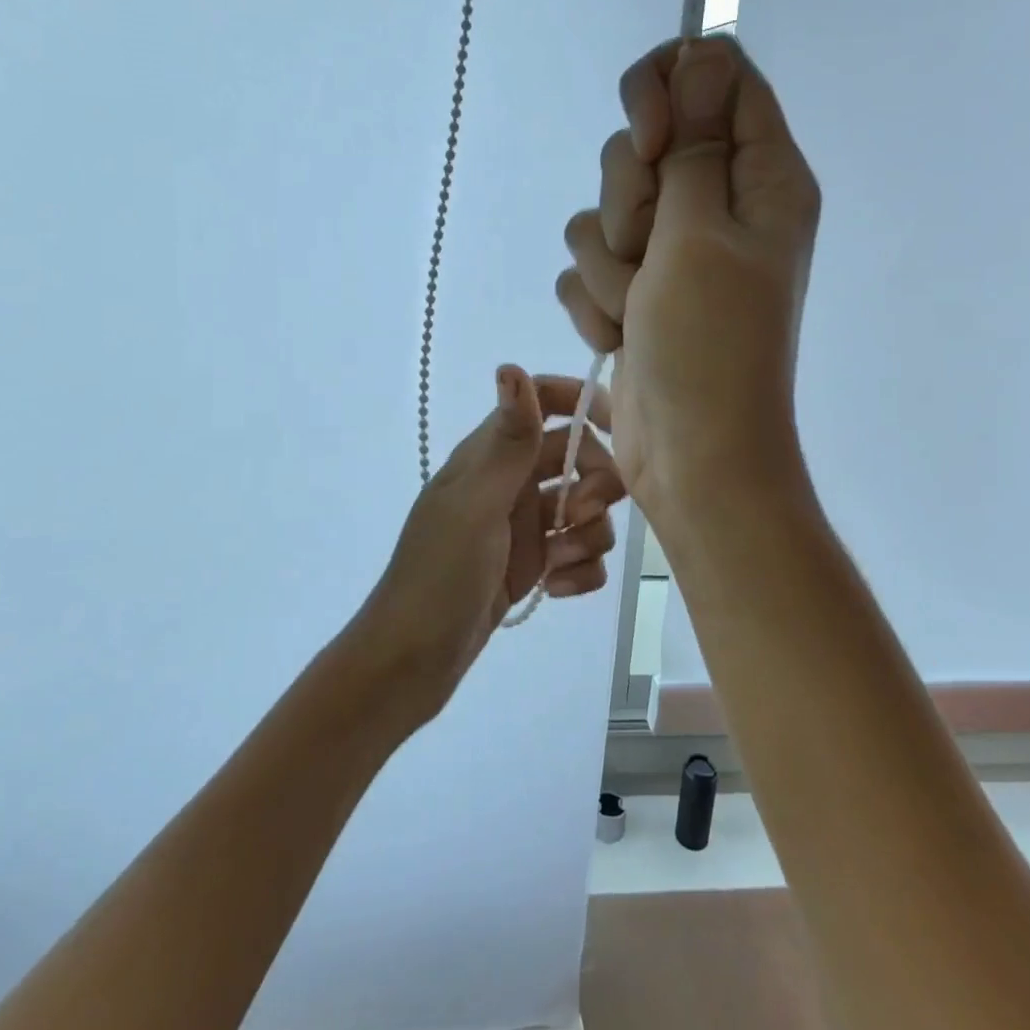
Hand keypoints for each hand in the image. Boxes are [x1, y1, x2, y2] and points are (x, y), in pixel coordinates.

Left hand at [341, 366, 625, 726]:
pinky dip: (579, 570)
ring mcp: (522, 526)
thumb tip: (512, 366)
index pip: (544, 402)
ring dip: (588, 534)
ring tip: (558, 564)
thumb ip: (507, 441)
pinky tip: (556, 591)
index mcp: (491, 455)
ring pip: (585, 508)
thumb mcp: (476, 505)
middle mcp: (510, 482)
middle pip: (578, 456)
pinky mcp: (532, 566)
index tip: (619, 430)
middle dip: (596, 483)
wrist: (411, 662)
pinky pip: (578, 554)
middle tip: (581, 514)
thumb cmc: (439, 576)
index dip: (583, 403)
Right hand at [555, 36, 819, 520]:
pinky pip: (588, 264)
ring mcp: (673, 251)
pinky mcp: (635, 290)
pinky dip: (597, 301)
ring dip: (610, 264)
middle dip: (630, 199)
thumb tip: (703, 50)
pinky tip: (622, 336)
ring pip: (603, 209)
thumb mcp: (702, 232)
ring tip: (640, 310)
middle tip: (653, 252)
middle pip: (646, 141)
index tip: (651, 143)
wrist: (692, 453)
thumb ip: (694, 141)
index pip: (714, 74)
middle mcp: (718, 204)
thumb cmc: (710, 344)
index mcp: (761, 177)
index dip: (666, 90)